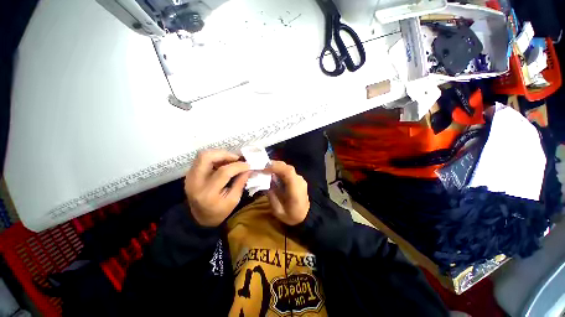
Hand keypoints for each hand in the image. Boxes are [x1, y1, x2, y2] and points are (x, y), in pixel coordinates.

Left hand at [185, 150, 250, 226]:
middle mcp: (195, 182)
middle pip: (206, 157)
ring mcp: (190, 177)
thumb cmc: (219, 212)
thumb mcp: (233, 200)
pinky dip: (214, 157)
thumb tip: (248, 169)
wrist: (199, 218)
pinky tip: (223, 163)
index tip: (248, 165)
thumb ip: (240, 182)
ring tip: (231, 160)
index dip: (238, 166)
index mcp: (208, 193)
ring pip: (203, 155)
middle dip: (225, 154)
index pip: (223, 172)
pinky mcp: (190, 174)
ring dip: (219, 154)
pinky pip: (202, 159)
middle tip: (237, 158)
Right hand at [264, 161, 309, 225]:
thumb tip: (266, 182)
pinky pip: (289, 172)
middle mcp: (299, 181)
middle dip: (274, 165)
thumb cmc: (292, 216)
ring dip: (277, 167)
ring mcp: (300, 179)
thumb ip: (272, 196)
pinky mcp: (298, 180)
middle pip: (287, 167)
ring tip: (266, 169)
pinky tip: (274, 174)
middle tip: (262, 167)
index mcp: (295, 189)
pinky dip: (280, 170)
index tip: (263, 169)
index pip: (287, 172)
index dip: (275, 167)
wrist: (306, 217)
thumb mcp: (278, 210)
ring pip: (288, 168)